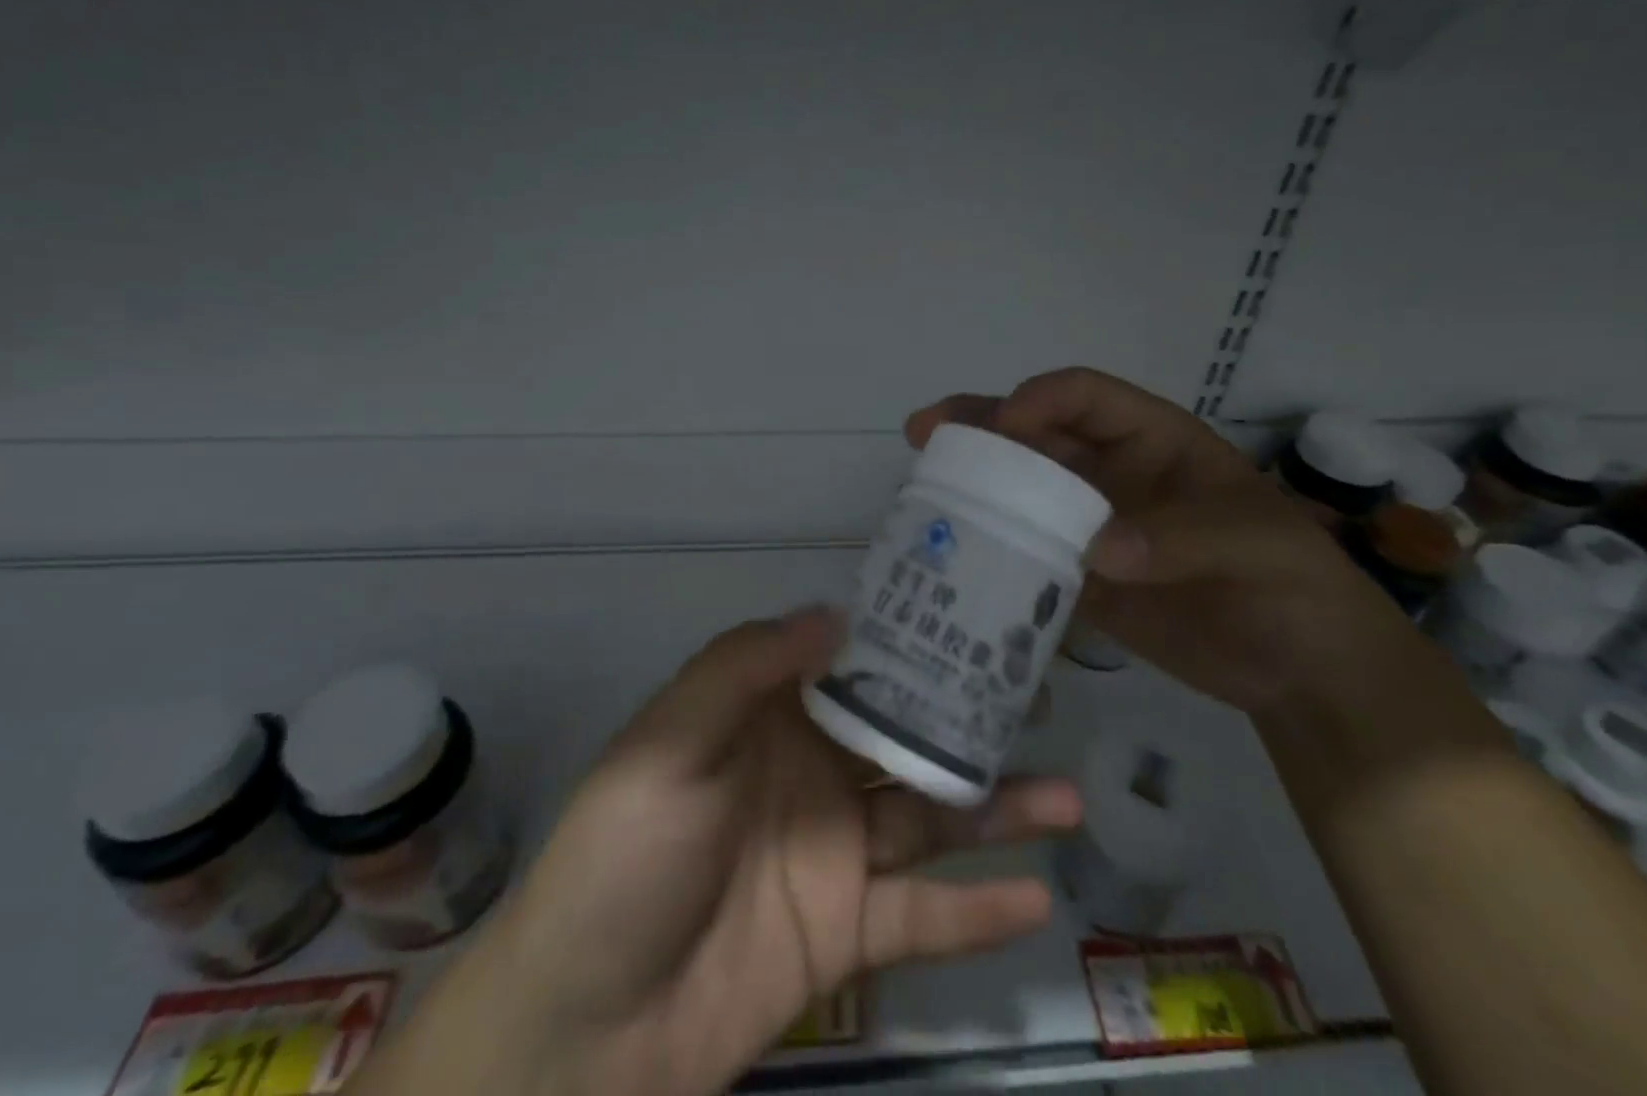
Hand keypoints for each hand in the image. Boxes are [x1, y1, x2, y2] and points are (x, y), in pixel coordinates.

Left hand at [382, 609, 1080, 1095]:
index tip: (975, 619)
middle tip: (1042, 701)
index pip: (854, 665)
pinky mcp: (846, 937)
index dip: (909, 642)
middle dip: (970, 719)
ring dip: (997, 810)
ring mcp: (834, 855)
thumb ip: (746, 668)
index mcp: (771, 717)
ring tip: (1067, 797)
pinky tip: (1038, 898)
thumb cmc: (621, 857)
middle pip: (905, 737)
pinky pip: (922, 919)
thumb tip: (836, 613)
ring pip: (929, 819)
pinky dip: (976, 912)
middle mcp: (812, 773)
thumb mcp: (669, 743)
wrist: (578, 1032)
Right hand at [906, 367, 1398, 712]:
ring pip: (1021, 493)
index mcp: (1152, 440)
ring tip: (921, 488)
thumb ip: (1180, 537)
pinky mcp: (1080, 579)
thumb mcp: (1255, 544)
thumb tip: (1094, 551)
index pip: (1086, 397)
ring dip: (974, 487)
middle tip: (926, 432)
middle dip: (981, 428)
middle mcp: (1110, 474)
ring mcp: (1090, 527)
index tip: (1007, 425)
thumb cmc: (1293, 584)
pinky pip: (1027, 556)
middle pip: (1035, 436)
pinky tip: (953, 561)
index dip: (1042, 399)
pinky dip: (993, 556)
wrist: (1304, 671)